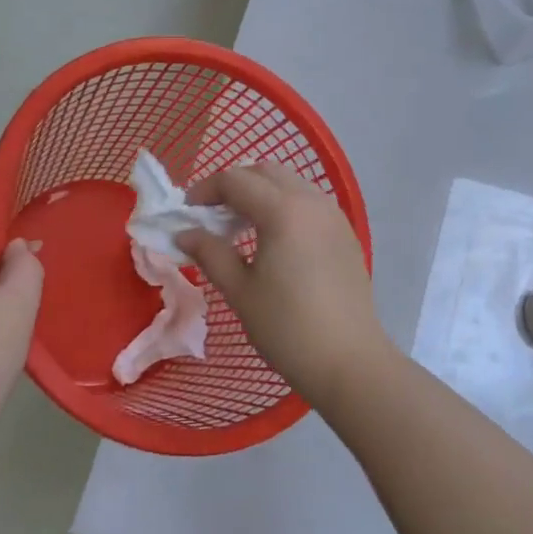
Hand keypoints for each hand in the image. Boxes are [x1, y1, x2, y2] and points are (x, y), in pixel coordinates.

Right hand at [177, 164, 393, 397]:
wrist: (349, 361)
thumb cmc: (287, 327)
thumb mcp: (240, 290)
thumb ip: (209, 253)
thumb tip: (184, 233)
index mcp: (283, 210)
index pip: (235, 180)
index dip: (205, 190)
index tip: (187, 213)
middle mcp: (312, 201)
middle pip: (266, 172)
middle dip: (235, 185)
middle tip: (213, 216)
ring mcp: (334, 216)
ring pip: (291, 183)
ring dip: (261, 193)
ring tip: (241, 228)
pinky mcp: (345, 234)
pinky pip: (309, 202)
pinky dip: (285, 206)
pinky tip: (274, 240)